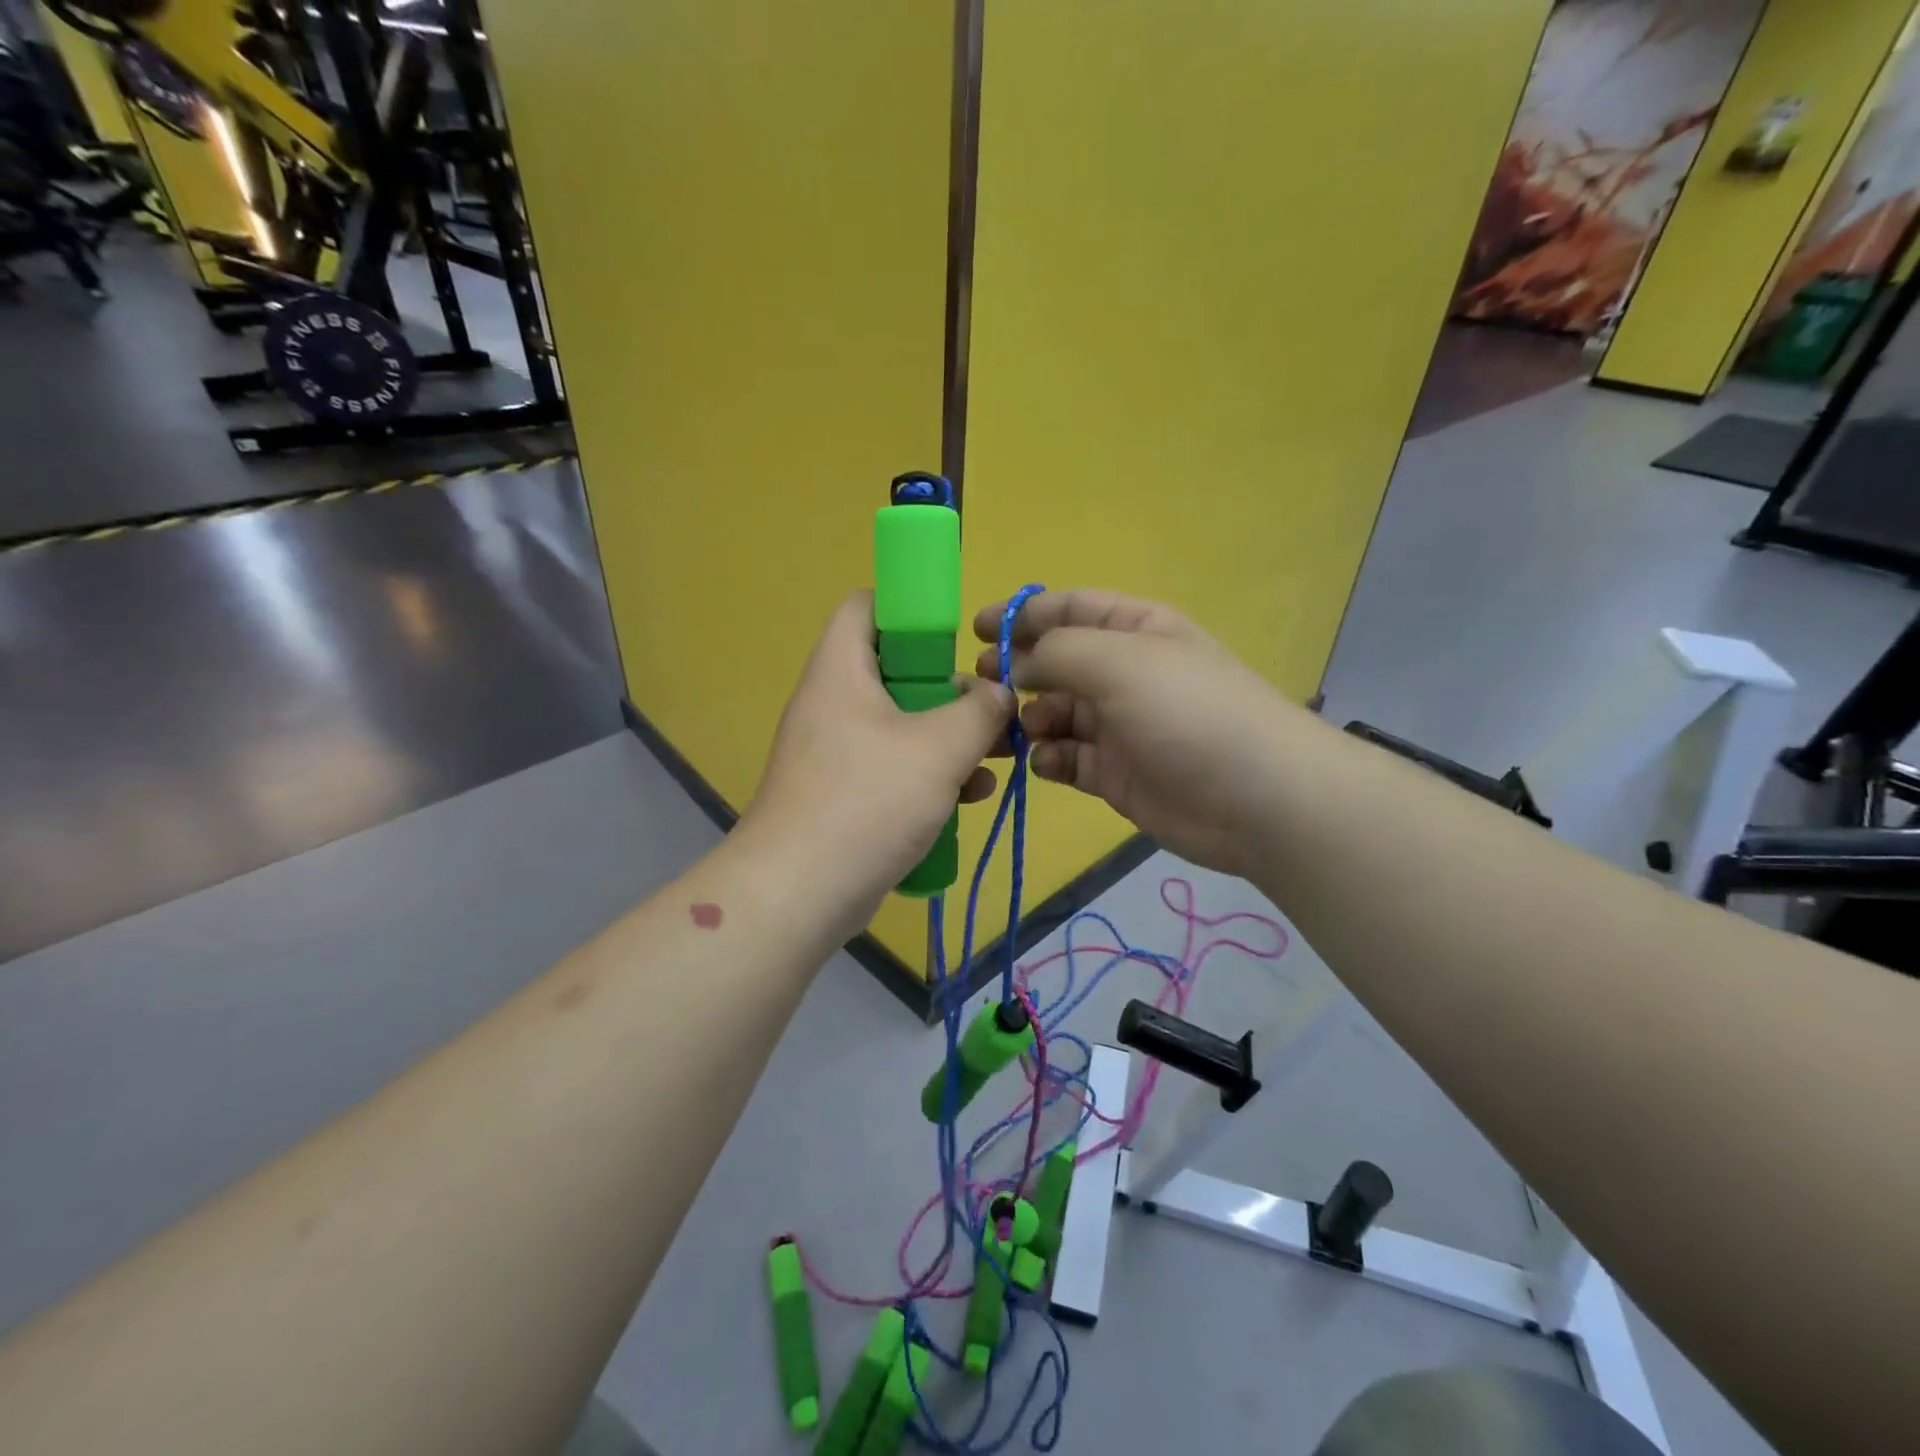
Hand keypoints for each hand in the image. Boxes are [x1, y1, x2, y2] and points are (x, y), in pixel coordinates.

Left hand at [744, 592, 1013, 925]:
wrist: (799, 893)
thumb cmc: (868, 801)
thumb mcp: (938, 748)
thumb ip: (979, 711)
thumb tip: (998, 694)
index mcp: (841, 671)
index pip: (867, 606)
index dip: (912, 609)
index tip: (958, 640)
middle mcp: (833, 703)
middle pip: (896, 670)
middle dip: (950, 689)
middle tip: (990, 711)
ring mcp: (837, 752)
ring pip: (903, 724)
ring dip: (951, 738)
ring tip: (996, 758)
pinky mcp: (846, 794)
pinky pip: (894, 767)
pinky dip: (931, 775)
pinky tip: (970, 797)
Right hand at [974, 591, 1294, 878]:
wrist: (1256, 799)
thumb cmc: (1187, 712)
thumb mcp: (1120, 661)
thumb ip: (1057, 652)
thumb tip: (1016, 663)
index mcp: (1135, 630)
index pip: (1069, 609)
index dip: (1023, 615)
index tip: (976, 630)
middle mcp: (1124, 673)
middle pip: (1056, 664)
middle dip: (1017, 672)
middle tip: (981, 687)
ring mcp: (1119, 726)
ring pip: (1055, 715)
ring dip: (1029, 721)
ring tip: (1013, 733)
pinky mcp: (1115, 773)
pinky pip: (1067, 759)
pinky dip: (1050, 759)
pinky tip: (1046, 763)